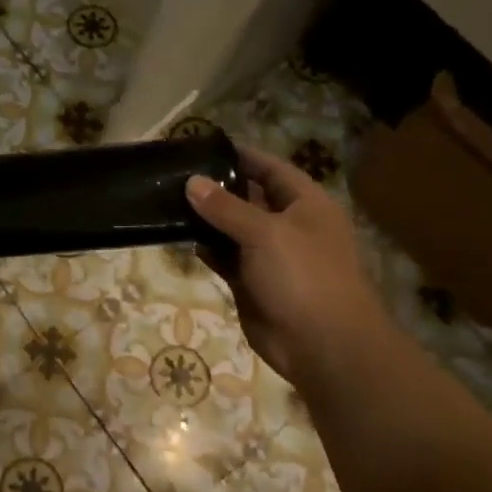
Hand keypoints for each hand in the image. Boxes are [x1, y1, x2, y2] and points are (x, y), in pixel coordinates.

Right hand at [186, 144, 391, 384]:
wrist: (322, 345)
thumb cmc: (303, 277)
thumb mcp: (265, 233)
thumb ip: (226, 207)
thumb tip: (191, 182)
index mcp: (306, 205)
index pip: (271, 169)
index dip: (242, 156)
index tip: (204, 146)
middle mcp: (289, 225)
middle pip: (249, 197)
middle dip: (217, 187)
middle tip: (175, 174)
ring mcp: (270, 256)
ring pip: (233, 228)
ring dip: (207, 219)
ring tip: (169, 200)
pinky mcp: (252, 282)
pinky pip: (225, 257)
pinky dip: (207, 248)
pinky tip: (181, 237)